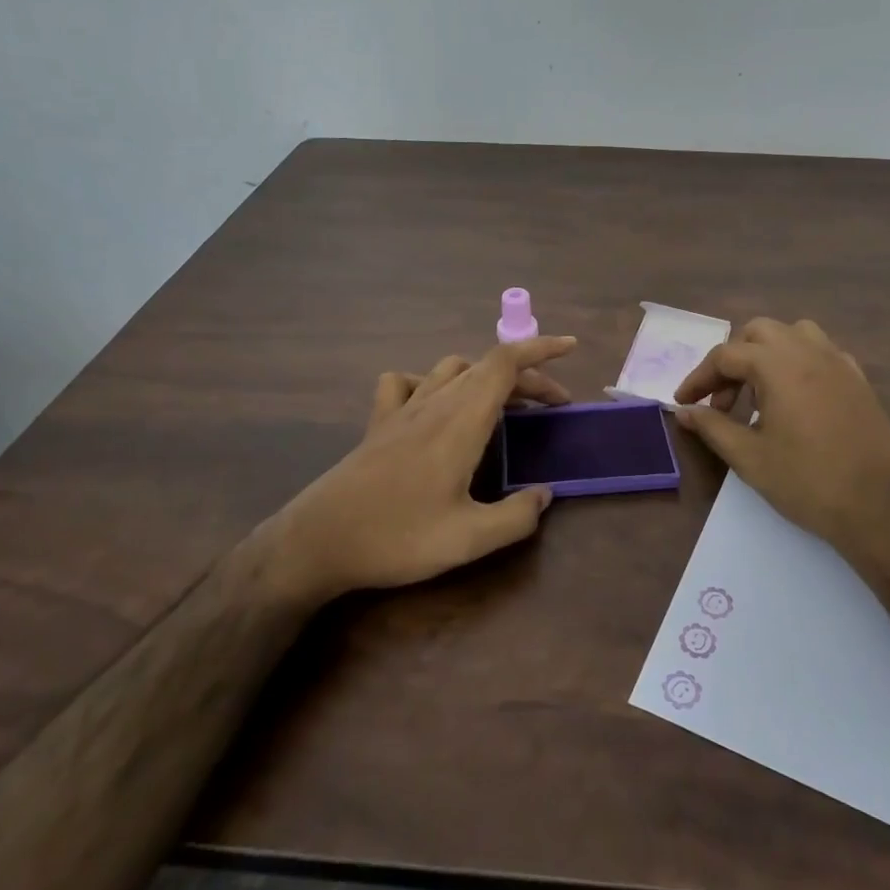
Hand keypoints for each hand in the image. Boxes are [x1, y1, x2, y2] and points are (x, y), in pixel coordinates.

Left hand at [267, 336, 577, 599]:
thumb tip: (543, 495)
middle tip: (554, 406)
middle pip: (487, 366)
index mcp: (461, 421)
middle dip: (528, 376)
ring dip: (486, 376)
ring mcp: (402, 410)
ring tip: (505, 404)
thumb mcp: (468, 540)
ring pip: (451, 368)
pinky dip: (430, 382)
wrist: (317, 542)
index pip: (505, 362)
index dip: (541, 348)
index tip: (571, 347)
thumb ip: (516, 518)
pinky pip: (406, 383)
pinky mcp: (378, 423)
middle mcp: (434, 403)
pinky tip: (435, 406)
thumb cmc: (396, 537)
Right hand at [673, 319, 889, 570]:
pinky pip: (822, 352)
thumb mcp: (749, 457)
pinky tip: (795, 398)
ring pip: (794, 334)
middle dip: (733, 360)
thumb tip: (682, 410)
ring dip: (768, 353)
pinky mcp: (859, 380)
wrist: (878, 509)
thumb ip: (711, 426)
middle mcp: (809, 352)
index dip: (699, 378)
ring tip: (758, 392)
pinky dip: (799, 363)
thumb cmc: (806, 482)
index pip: (726, 356)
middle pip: (759, 333)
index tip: (684, 402)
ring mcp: (839, 363)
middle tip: (722, 401)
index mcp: (778, 366)